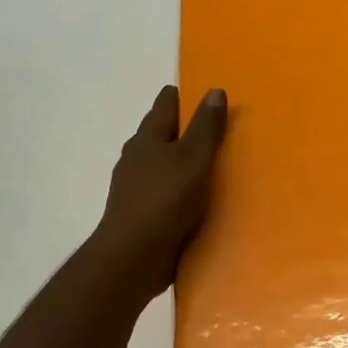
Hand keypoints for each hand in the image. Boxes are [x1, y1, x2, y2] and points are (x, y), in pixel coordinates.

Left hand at [90, 85, 227, 302]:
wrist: (133, 256)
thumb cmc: (165, 200)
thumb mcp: (194, 158)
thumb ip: (206, 127)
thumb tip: (214, 91)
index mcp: (148, 138)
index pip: (165, 105)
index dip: (181, 97)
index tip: (199, 94)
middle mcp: (136, 158)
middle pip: (160, 134)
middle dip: (181, 129)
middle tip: (210, 128)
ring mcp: (135, 188)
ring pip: (160, 165)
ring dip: (179, 162)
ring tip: (206, 165)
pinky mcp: (141, 214)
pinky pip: (163, 192)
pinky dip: (177, 189)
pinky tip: (193, 199)